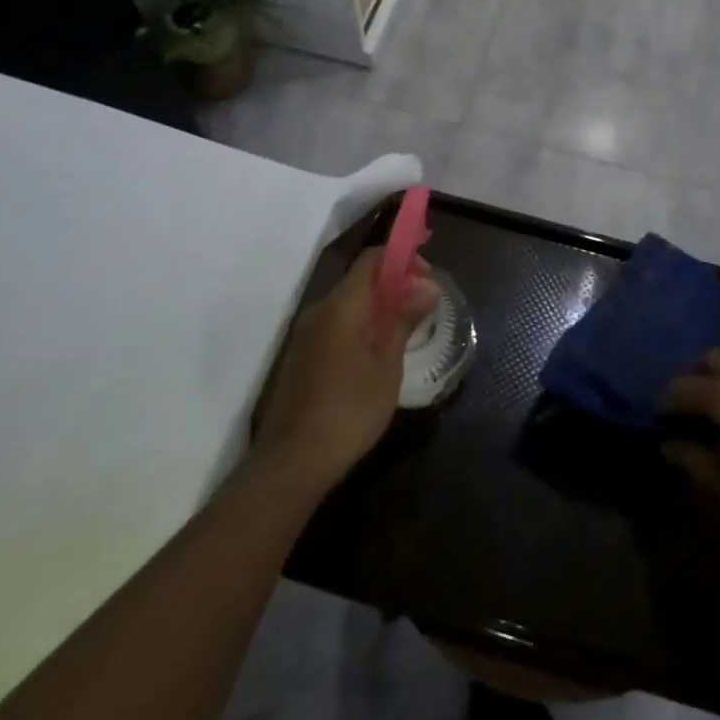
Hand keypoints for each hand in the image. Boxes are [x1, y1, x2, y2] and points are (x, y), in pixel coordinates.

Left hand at [250, 247, 439, 495]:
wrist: (291, 463)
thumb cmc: (349, 410)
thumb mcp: (387, 365)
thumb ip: (405, 320)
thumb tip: (428, 286)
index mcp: (342, 305)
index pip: (371, 259)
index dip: (402, 257)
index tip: (428, 273)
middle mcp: (320, 310)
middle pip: (359, 279)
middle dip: (394, 283)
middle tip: (422, 305)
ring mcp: (306, 334)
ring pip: (348, 303)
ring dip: (378, 306)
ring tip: (405, 330)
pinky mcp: (301, 357)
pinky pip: (336, 324)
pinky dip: (360, 325)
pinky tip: (376, 353)